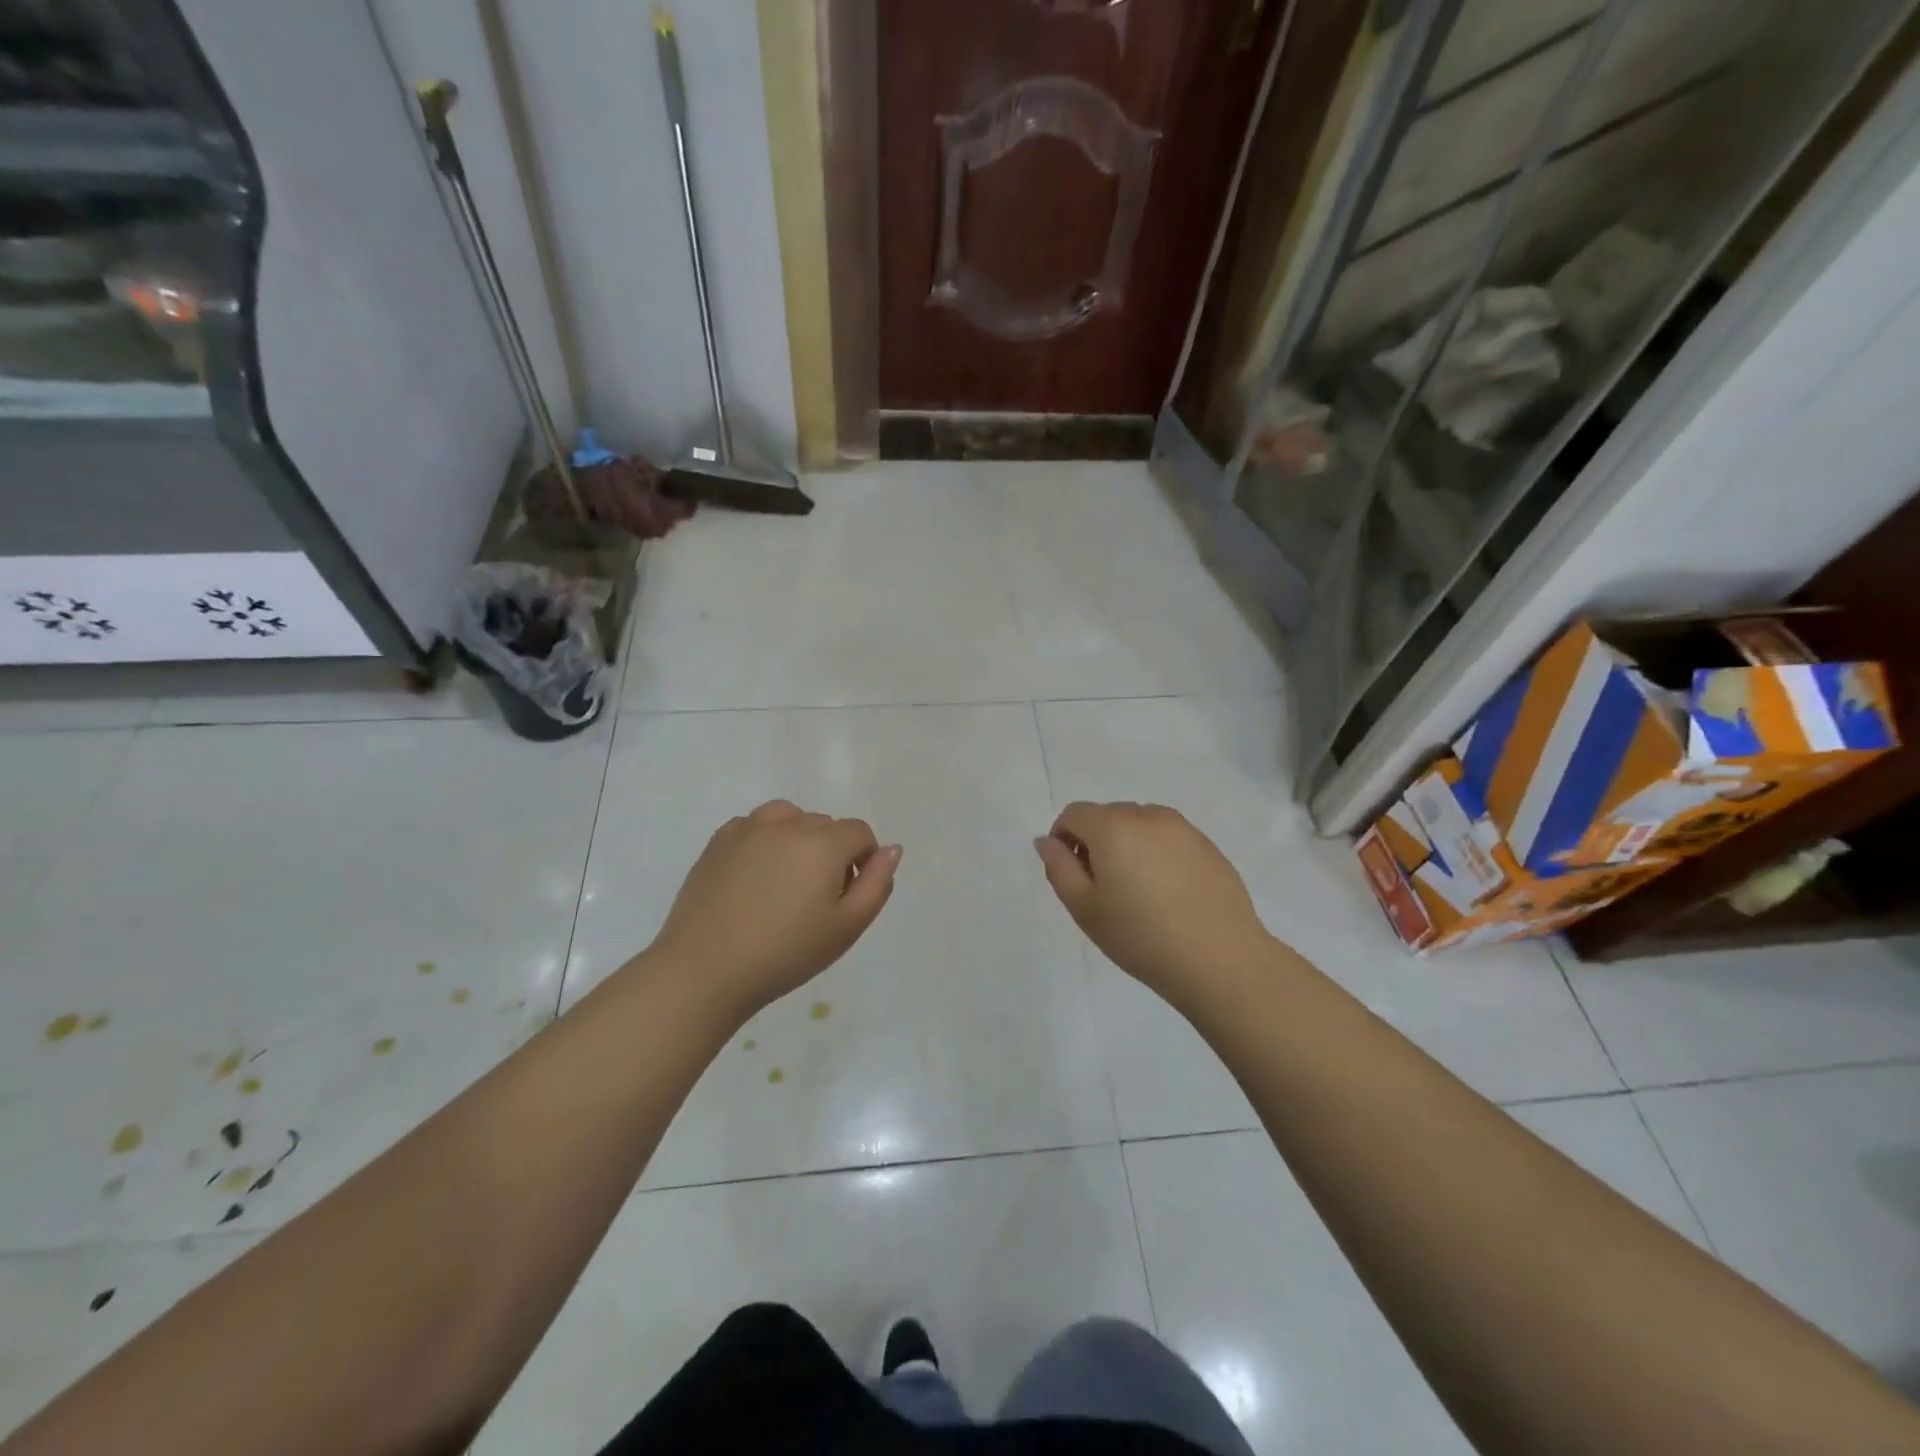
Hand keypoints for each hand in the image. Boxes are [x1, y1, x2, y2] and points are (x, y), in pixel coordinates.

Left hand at [648, 801, 900, 1019]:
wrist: (705, 970)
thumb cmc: (786, 953)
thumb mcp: (847, 927)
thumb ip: (877, 884)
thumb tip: (891, 849)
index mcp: (823, 842)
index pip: (859, 832)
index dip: (863, 860)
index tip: (848, 896)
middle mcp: (788, 823)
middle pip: (825, 825)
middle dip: (831, 853)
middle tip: (815, 901)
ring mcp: (748, 828)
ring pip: (789, 818)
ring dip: (797, 840)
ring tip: (785, 883)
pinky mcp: (719, 840)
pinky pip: (754, 827)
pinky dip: (763, 842)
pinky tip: (753, 879)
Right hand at [1035, 802, 1270, 1009]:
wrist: (1221, 960)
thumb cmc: (1141, 938)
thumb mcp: (1084, 909)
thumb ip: (1058, 868)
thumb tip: (1047, 841)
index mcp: (1113, 827)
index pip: (1074, 813)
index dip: (1063, 838)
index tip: (1072, 874)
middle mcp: (1148, 816)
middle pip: (1107, 815)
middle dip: (1096, 841)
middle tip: (1103, 888)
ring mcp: (1183, 828)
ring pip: (1139, 823)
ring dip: (1127, 844)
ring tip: (1138, 890)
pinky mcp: (1208, 845)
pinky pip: (1168, 837)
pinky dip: (1157, 853)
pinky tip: (1168, 893)